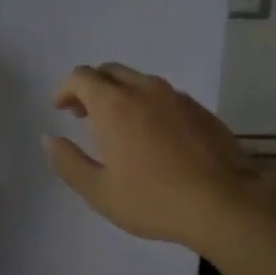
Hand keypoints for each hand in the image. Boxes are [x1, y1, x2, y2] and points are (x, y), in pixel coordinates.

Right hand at [43, 64, 259, 251]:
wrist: (224, 203)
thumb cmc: (154, 200)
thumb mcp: (99, 191)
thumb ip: (68, 162)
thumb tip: (51, 139)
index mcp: (113, 104)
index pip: (81, 76)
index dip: (66, 89)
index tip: (61, 109)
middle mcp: (144, 89)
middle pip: (109, 71)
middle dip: (91, 88)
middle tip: (83, 115)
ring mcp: (176, 96)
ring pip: (138, 81)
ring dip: (120, 94)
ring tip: (118, 127)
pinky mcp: (200, 109)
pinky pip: (163, 95)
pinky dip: (147, 104)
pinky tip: (153, 136)